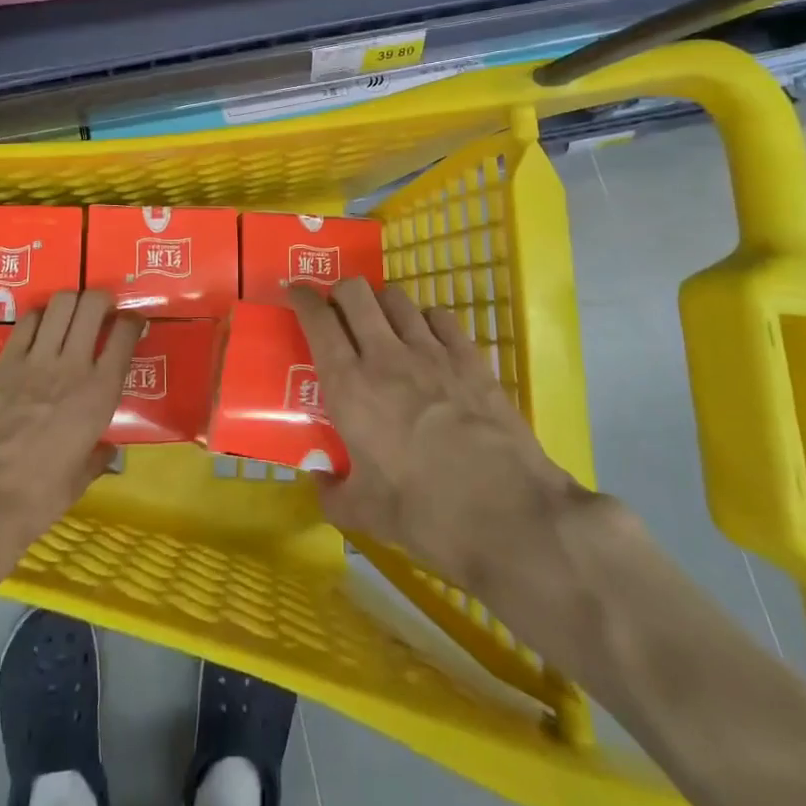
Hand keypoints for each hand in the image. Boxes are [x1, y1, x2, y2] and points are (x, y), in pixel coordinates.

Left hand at [0, 289, 143, 551]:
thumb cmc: (40, 496)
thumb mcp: (80, 479)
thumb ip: (98, 457)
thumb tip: (108, 451)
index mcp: (101, 393)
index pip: (126, 334)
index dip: (133, 321)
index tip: (132, 324)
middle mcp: (74, 365)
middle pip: (93, 304)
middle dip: (102, 300)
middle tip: (101, 312)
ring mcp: (38, 359)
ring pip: (62, 302)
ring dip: (71, 302)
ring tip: (71, 314)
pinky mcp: (6, 361)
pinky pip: (28, 321)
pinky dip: (40, 316)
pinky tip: (40, 328)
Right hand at [289, 280, 593, 609]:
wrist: (509, 515)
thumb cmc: (426, 514)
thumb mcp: (366, 515)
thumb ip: (333, 494)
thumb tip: (319, 482)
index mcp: (349, 387)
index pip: (317, 320)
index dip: (302, 297)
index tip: (295, 291)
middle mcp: (385, 356)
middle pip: (355, 292)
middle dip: (341, 290)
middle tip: (338, 310)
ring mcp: (431, 352)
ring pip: (397, 298)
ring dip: (382, 303)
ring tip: (383, 322)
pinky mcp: (470, 358)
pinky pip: (441, 317)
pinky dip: (427, 320)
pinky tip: (429, 338)